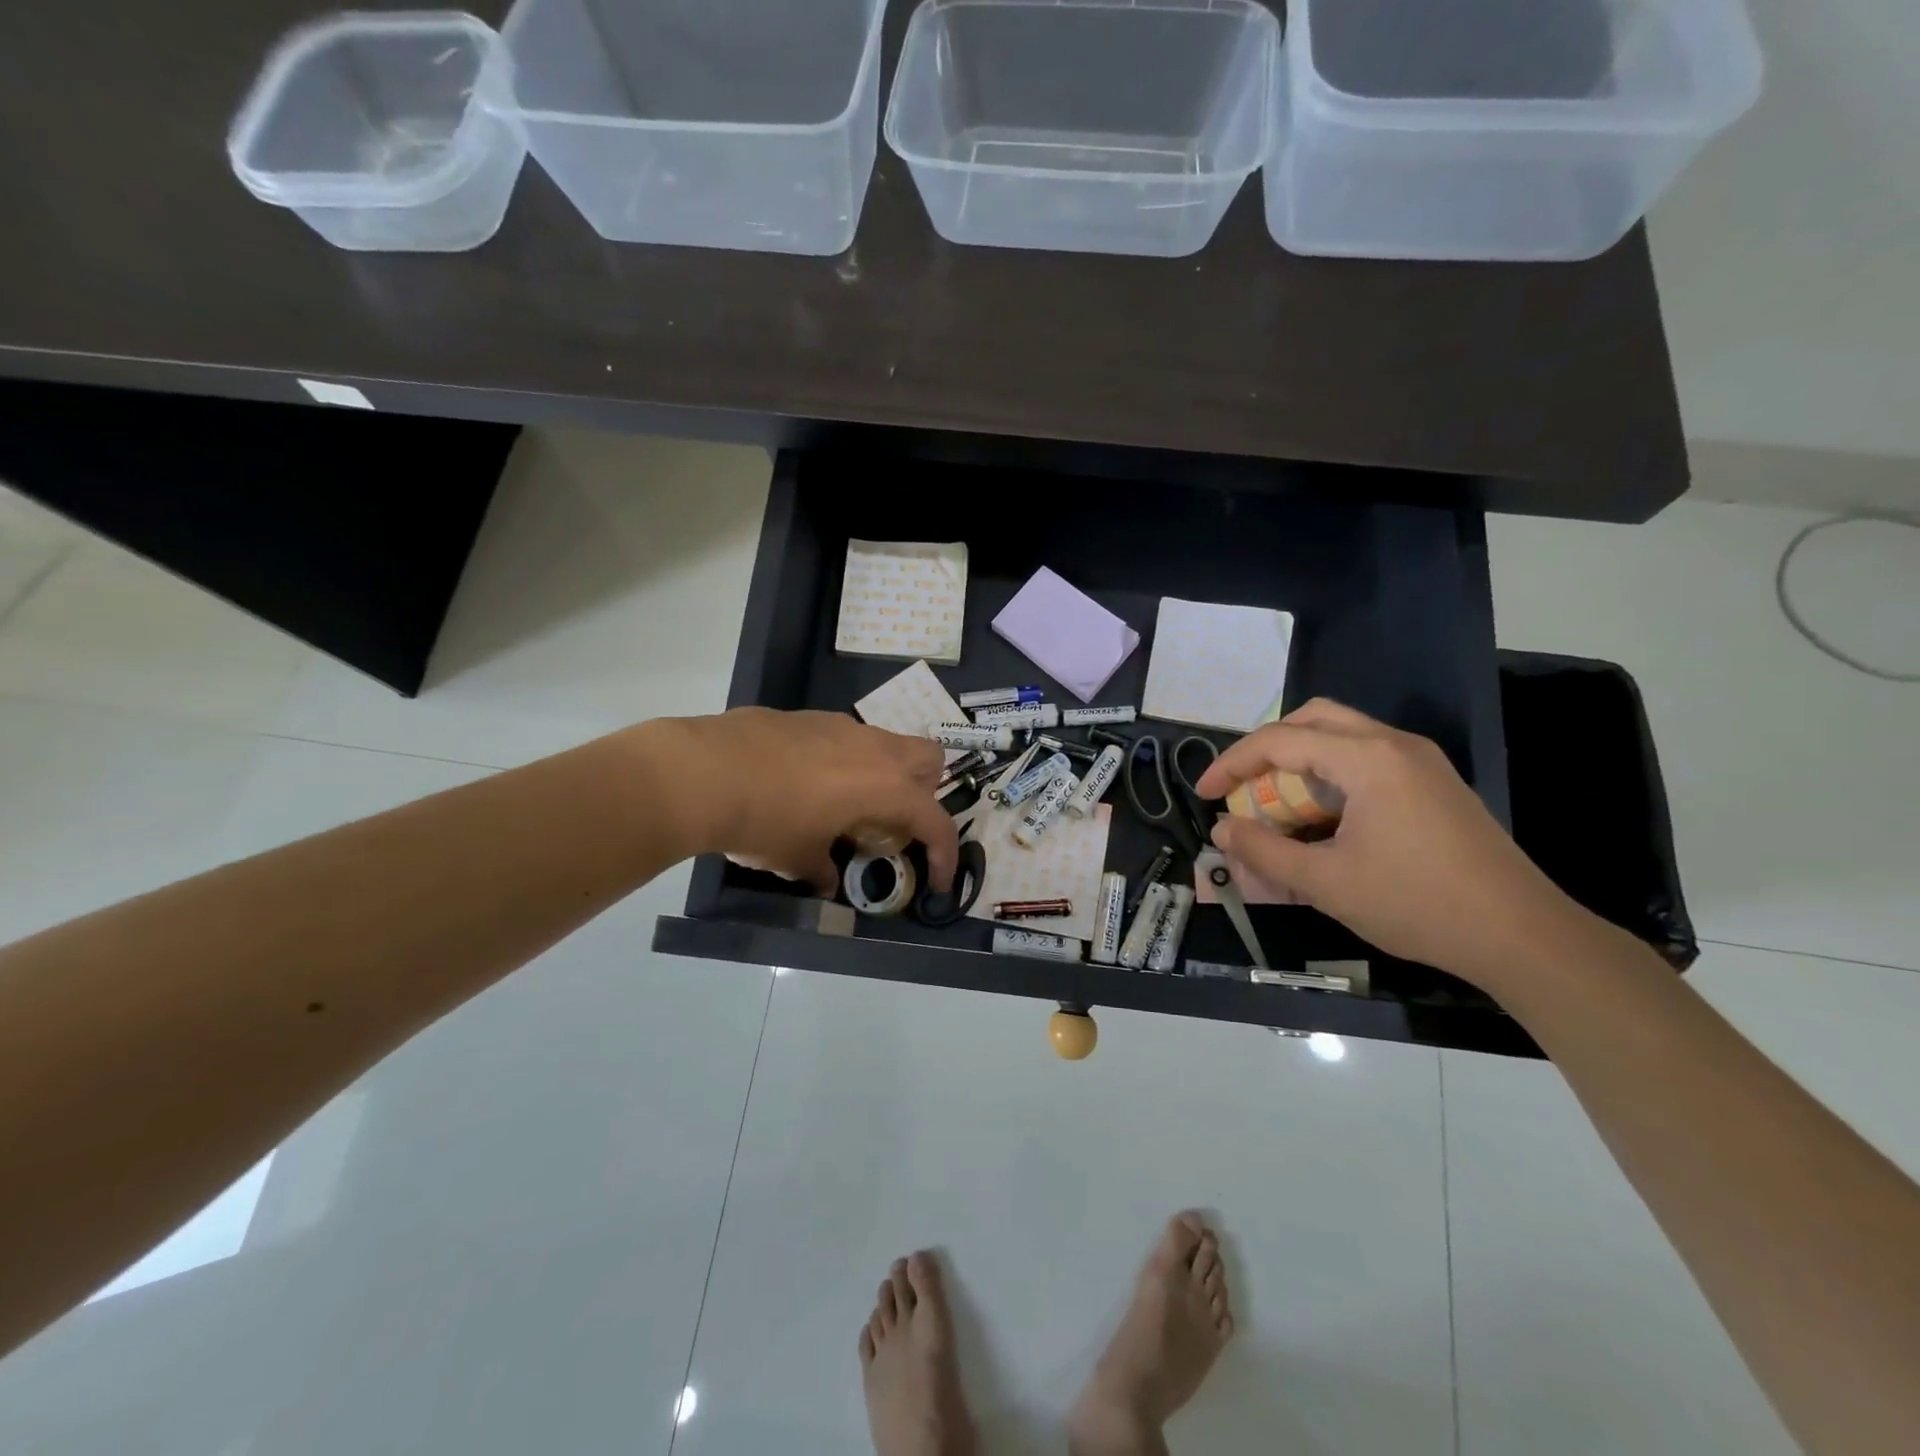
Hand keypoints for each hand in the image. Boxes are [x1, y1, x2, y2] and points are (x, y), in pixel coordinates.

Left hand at [646, 708, 957, 896]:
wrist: (704, 771)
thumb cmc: (765, 822)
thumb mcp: (797, 859)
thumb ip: (822, 870)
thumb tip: (828, 881)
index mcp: (885, 787)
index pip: (935, 820)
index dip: (944, 853)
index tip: (937, 879)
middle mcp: (875, 750)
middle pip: (929, 759)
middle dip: (924, 791)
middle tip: (893, 822)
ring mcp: (842, 726)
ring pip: (886, 742)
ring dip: (883, 773)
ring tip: (845, 804)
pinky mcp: (810, 717)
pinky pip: (846, 737)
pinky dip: (844, 760)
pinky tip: (805, 782)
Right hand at [1194, 699, 1581, 987]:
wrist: (1523, 936)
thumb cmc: (1416, 904)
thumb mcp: (1325, 883)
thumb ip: (1264, 852)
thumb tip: (1223, 830)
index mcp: (1367, 759)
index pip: (1280, 740)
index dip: (1232, 763)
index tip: (1204, 794)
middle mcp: (1394, 745)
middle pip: (1313, 718)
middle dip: (1267, 748)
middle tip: (1242, 785)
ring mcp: (1420, 762)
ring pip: (1342, 735)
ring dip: (1299, 759)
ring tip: (1277, 802)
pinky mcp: (1435, 784)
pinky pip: (1367, 758)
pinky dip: (1330, 773)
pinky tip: (1323, 816)